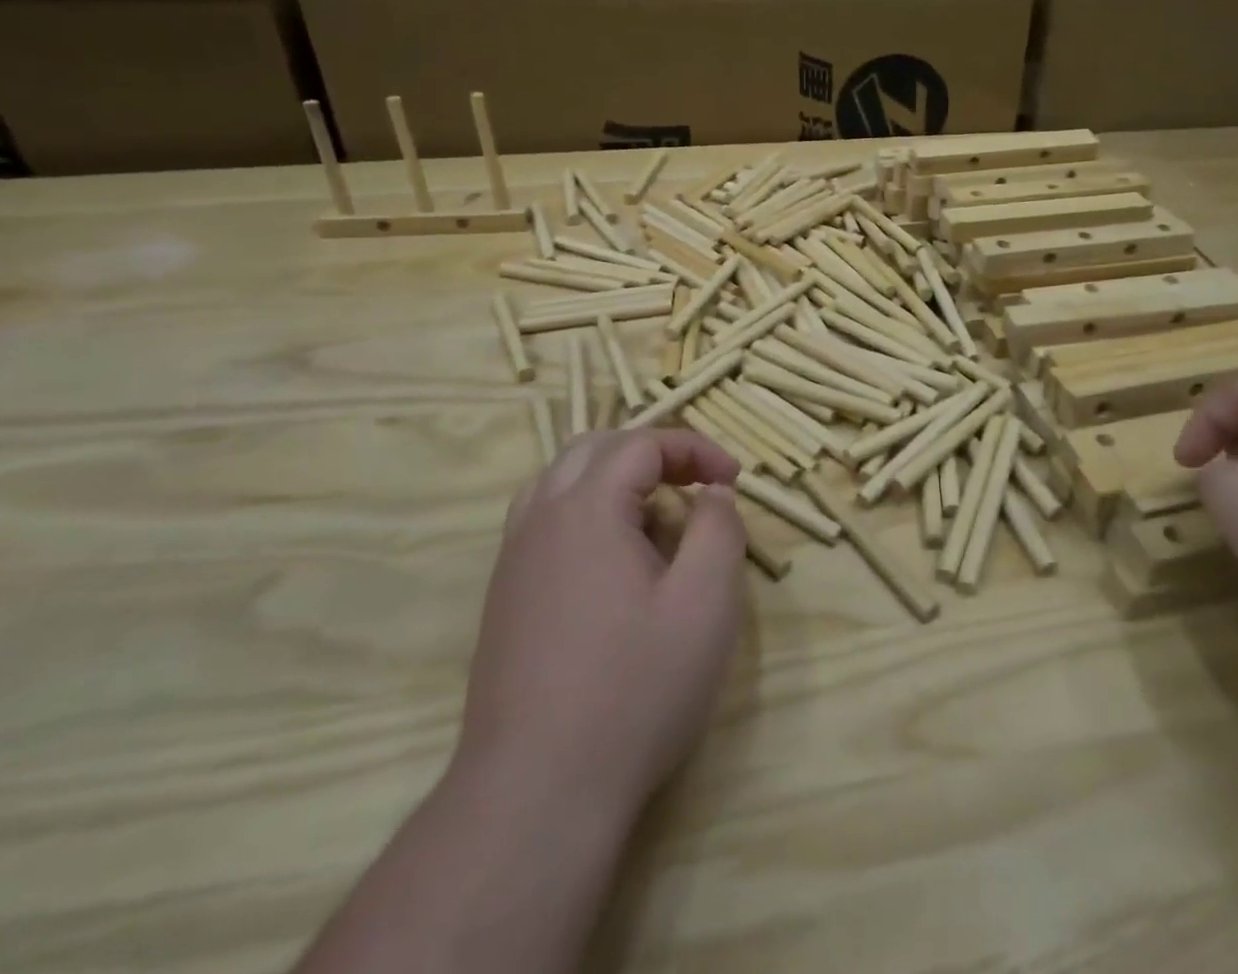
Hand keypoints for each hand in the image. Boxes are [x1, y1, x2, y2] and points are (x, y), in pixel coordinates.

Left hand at [455, 428, 745, 826]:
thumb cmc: (634, 690)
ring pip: (562, 482)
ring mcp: (513, 560)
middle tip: (696, 486)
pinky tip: (615, 564)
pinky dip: (587, 514)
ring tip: (656, 519)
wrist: (536, 793)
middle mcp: (540, 520)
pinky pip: (545, 522)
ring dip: (615, 481)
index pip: (642, 444)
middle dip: (653, 454)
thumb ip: (718, 529)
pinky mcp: (504, 598)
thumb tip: (712, 493)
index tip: (733, 479)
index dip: (695, 449)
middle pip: (596, 449)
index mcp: (586, 508)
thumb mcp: (705, 603)